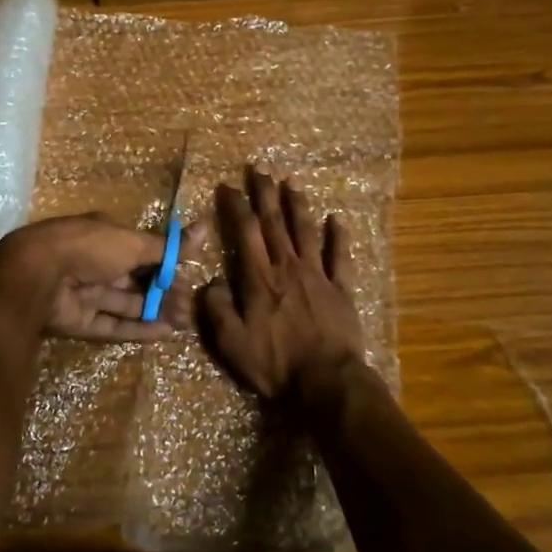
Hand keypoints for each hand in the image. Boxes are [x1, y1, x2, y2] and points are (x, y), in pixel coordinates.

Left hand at [0, 214, 185, 341]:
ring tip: (186, 322)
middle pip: (136, 279)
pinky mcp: (78, 321)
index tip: (192, 277)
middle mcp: (96, 262)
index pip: (142, 250)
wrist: (38, 275)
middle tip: (192, 307)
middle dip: (165, 291)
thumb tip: (204, 229)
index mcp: (105, 236)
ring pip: (127, 303)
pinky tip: (164, 334)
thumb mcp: (132, 242)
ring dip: (156, 311)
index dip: (167, 264)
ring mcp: (86, 292)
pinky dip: (137, 329)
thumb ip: (167, 246)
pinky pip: (112, 324)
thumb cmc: (89, 248)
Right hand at [198, 169, 364, 403]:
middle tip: (258, 169)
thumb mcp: (232, 343)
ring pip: (306, 231)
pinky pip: (340, 257)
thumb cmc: (276, 364)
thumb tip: (209, 283)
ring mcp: (318, 276)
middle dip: (264, 193)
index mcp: (260, 278)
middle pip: (274, 222)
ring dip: (297, 205)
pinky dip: (339, 236)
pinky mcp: (342, 290)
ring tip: (291, 183)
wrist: (328, 382)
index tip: (227, 186)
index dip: (236, 206)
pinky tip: (337, 220)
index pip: (245, 232)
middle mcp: (288, 267)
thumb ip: (217, 310)